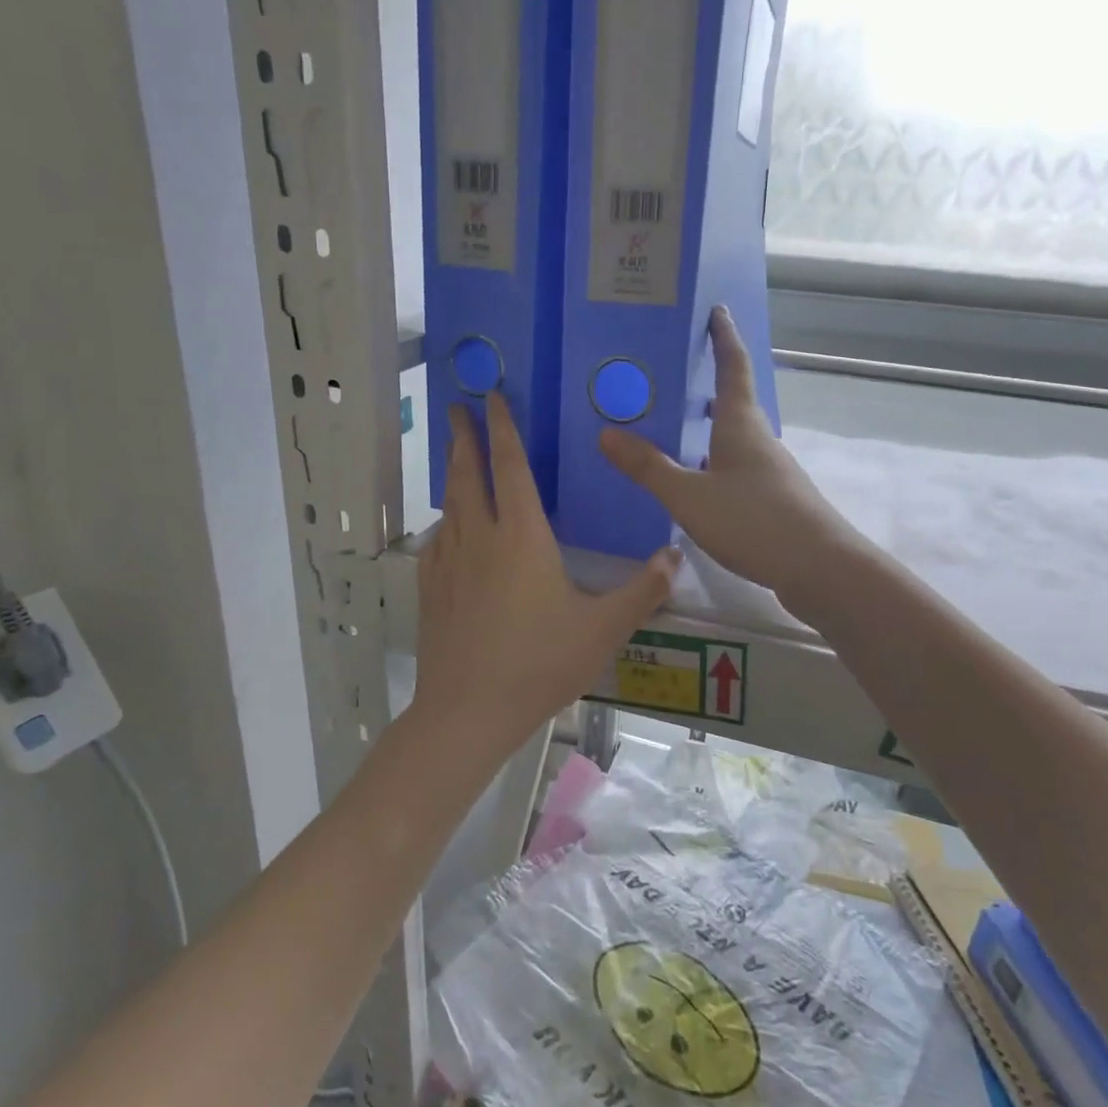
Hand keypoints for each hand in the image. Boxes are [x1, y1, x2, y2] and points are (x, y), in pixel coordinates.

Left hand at [412, 393, 679, 763]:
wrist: (469, 710)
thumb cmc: (540, 663)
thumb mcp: (604, 629)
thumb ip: (643, 591)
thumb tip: (675, 556)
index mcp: (522, 536)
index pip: (510, 466)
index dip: (502, 428)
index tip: (490, 396)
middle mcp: (480, 538)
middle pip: (468, 475)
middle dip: (464, 437)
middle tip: (456, 407)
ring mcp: (449, 564)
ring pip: (450, 506)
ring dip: (453, 475)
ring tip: (456, 458)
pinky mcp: (432, 590)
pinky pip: (437, 543)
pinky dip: (444, 524)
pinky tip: (447, 531)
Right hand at [600, 307, 853, 596]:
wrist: (820, 569)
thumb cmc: (753, 521)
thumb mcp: (689, 495)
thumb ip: (648, 467)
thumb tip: (605, 434)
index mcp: (741, 425)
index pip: (733, 367)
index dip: (724, 338)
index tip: (717, 310)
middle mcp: (759, 440)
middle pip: (734, 402)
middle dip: (709, 385)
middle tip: (675, 375)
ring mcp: (771, 472)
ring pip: (735, 439)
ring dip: (709, 429)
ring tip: (674, 430)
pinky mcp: (774, 501)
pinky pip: (737, 469)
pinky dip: (714, 463)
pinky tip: (697, 484)